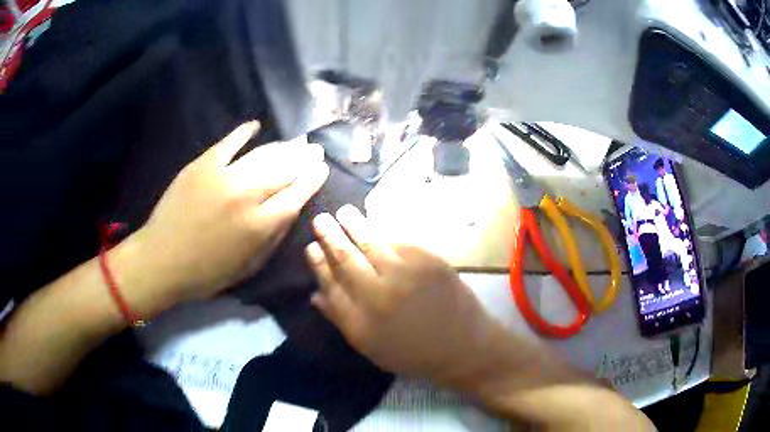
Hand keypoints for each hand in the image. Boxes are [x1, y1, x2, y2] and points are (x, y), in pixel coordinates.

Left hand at [131, 122, 328, 304]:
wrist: (162, 260)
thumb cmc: (206, 272)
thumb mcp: (248, 267)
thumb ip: (273, 239)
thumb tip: (290, 211)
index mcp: (260, 226)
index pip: (296, 195)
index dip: (312, 180)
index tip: (322, 169)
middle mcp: (247, 195)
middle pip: (284, 170)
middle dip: (303, 159)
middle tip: (314, 150)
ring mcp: (224, 176)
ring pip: (262, 155)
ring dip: (282, 147)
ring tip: (295, 142)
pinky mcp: (203, 165)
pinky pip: (228, 143)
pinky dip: (243, 133)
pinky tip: (255, 126)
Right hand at [306, 205, 499, 386]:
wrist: (463, 347)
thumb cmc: (413, 353)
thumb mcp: (370, 347)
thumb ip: (340, 319)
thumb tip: (314, 295)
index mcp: (360, 320)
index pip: (330, 283)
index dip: (318, 263)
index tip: (311, 247)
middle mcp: (378, 294)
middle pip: (346, 258)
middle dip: (330, 236)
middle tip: (321, 219)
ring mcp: (405, 274)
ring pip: (371, 242)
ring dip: (355, 225)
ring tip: (344, 212)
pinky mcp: (429, 262)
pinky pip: (400, 243)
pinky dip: (386, 235)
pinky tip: (378, 228)